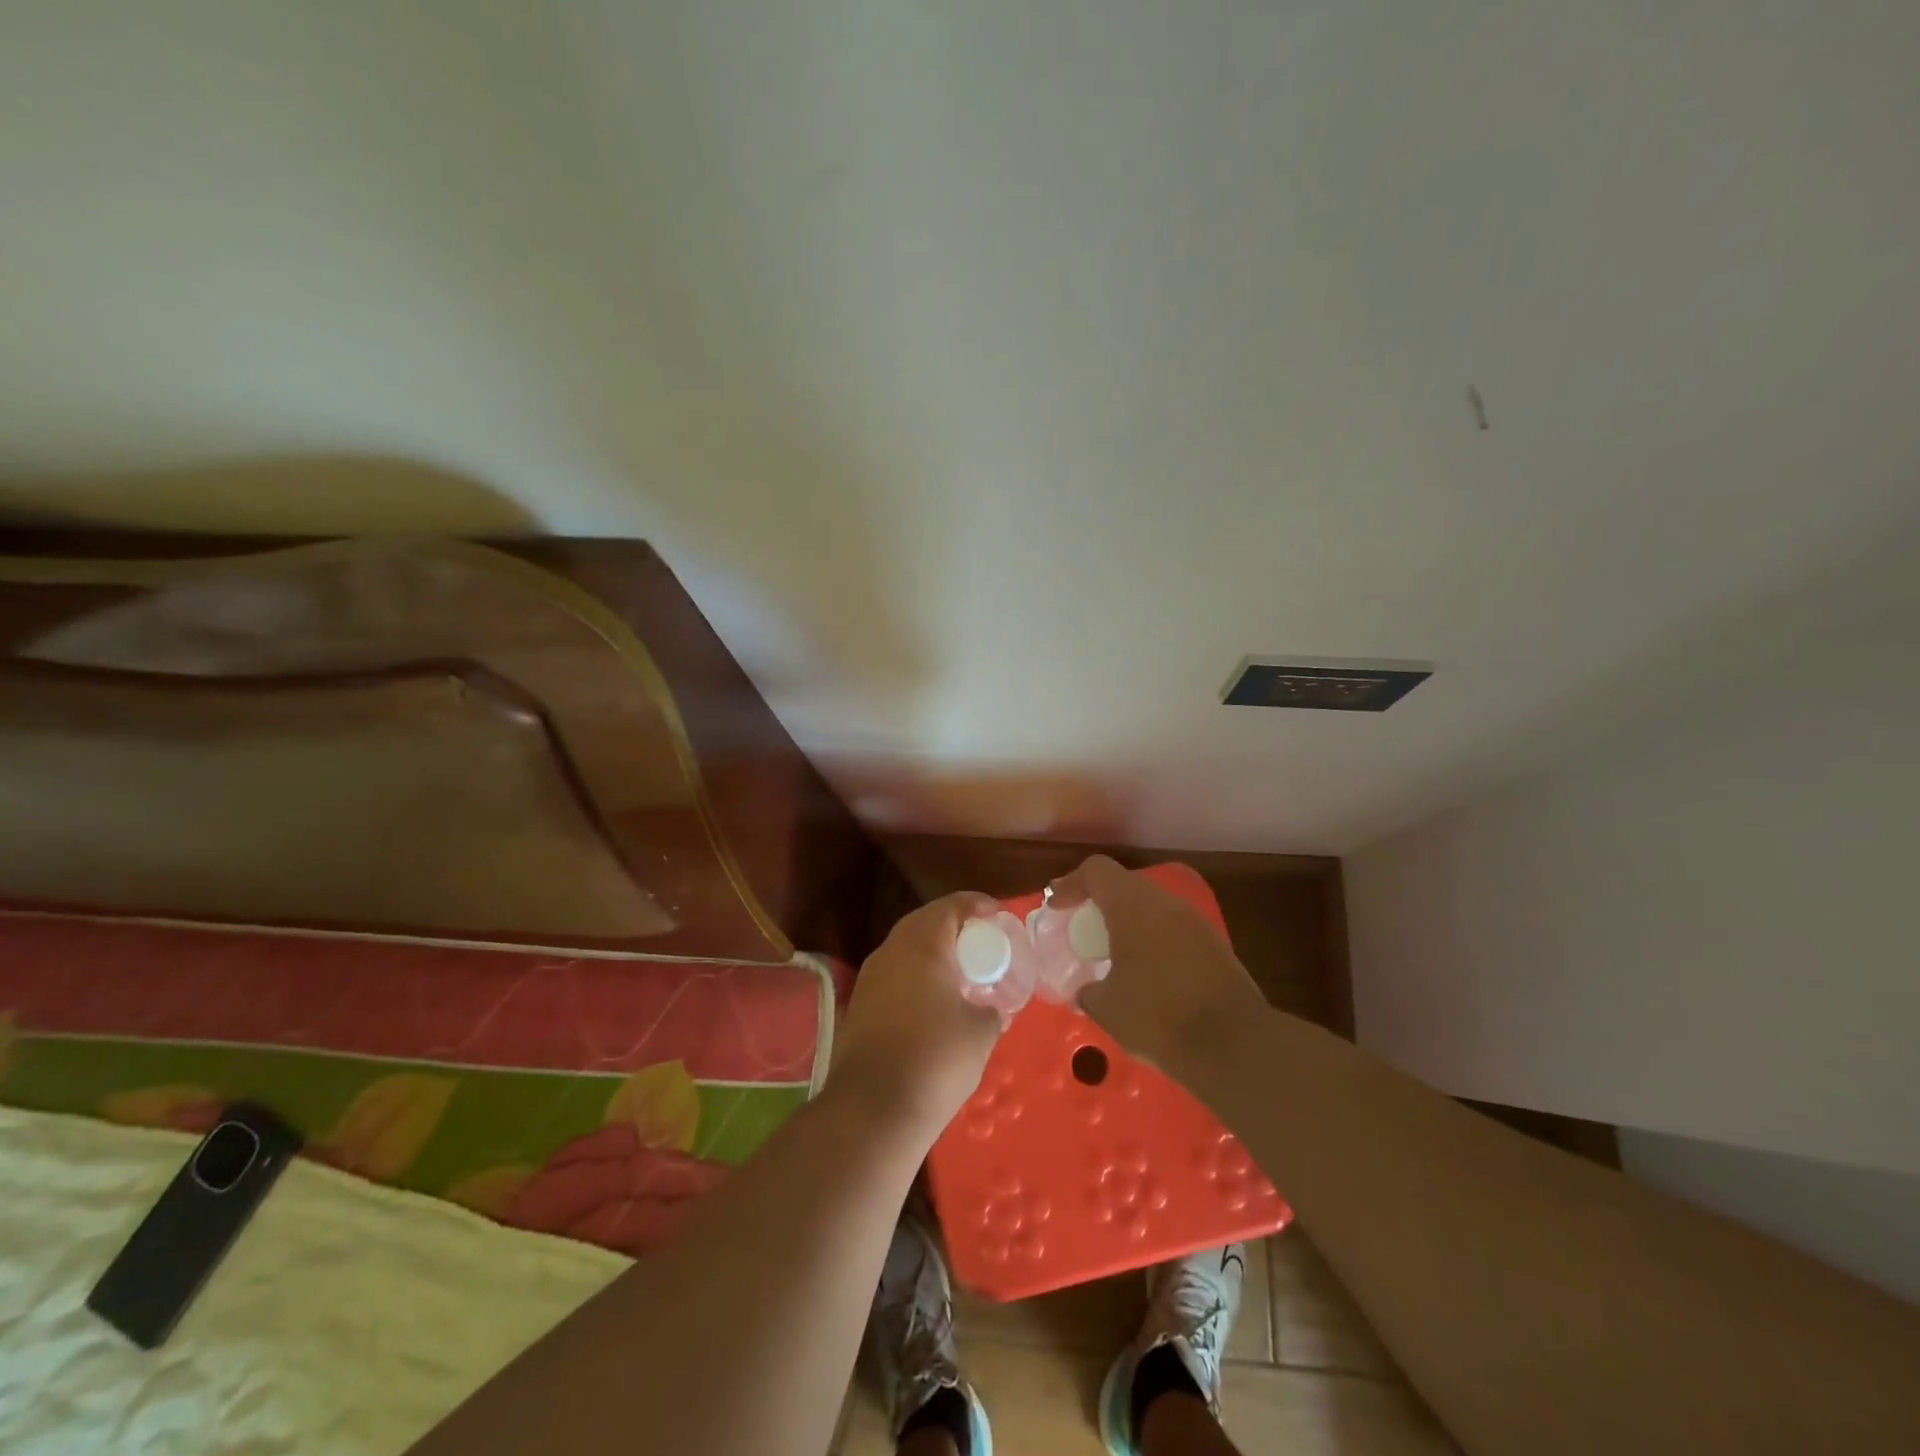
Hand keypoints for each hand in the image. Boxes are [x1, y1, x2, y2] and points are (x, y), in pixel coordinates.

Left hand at [829, 891, 1004, 1138]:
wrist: (873, 1109)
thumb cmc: (935, 1059)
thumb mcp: (980, 1032)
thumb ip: (991, 1009)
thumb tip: (990, 1008)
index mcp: (921, 945)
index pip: (951, 906)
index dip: (977, 904)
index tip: (998, 914)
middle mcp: (890, 951)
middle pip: (924, 922)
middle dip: (954, 926)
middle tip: (981, 941)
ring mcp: (869, 978)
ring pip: (905, 949)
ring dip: (932, 952)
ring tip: (960, 971)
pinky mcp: (859, 1005)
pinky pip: (894, 975)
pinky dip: (916, 976)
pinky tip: (933, 1001)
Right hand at [1049, 856, 1266, 1070]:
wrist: (1233, 1045)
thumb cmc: (1157, 1016)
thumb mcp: (1106, 1007)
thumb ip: (1088, 990)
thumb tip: (1087, 990)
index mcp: (1133, 906)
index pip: (1097, 871)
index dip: (1071, 884)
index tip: (1055, 908)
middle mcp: (1165, 904)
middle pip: (1125, 885)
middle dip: (1099, 902)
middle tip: (1080, 928)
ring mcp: (1195, 923)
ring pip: (1151, 908)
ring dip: (1127, 922)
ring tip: (1110, 953)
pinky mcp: (1214, 947)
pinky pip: (1172, 930)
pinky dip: (1151, 941)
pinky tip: (1145, 974)